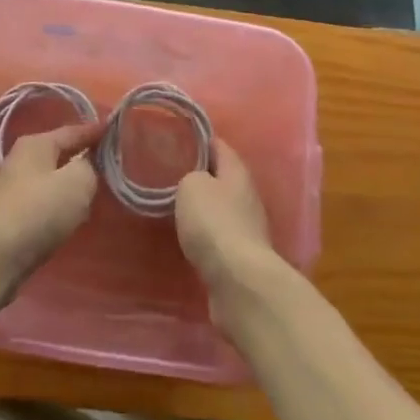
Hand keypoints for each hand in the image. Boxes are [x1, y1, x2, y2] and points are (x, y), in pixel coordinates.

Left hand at [0, 123, 103, 285]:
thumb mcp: (78, 181)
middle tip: (107, 164)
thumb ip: (89, 166)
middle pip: (60, 154)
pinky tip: (69, 217)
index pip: (73, 131)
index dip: (96, 132)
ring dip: (69, 185)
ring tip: (91, 192)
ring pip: (51, 179)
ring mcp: (12, 188)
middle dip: (82, 158)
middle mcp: (20, 159)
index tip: (115, 131)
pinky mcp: (9, 216)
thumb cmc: (39, 211)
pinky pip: (42, 202)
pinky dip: (57, 205)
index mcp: (36, 143)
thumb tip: (85, 166)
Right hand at [176, 140, 278, 310]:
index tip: (178, 138)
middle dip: (201, 175)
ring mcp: (247, 227)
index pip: (219, 145)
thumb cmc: (214, 222)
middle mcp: (246, 195)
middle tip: (172, 174)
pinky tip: (189, 239)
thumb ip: (190, 177)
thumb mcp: (192, 186)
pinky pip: (219, 236)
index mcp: (237, 171)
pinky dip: (206, 235)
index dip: (200, 140)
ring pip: (221, 208)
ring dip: (204, 208)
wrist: (238, 281)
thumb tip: (195, 184)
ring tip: (177, 207)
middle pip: (222, 178)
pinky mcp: (242, 256)